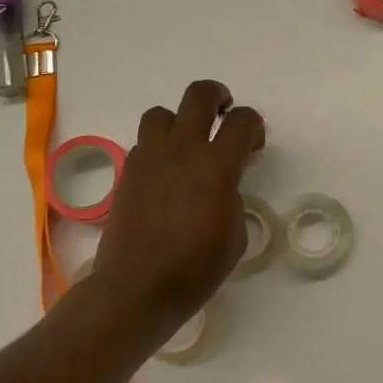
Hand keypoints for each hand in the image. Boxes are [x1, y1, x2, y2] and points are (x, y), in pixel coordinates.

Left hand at [69, 79, 263, 352]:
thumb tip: (223, 184)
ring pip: (162, 113)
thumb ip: (234, 196)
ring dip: (180, 120)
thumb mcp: (236, 233)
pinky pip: (144, 143)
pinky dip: (159, 148)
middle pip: (199, 95)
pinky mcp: (128, 173)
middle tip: (223, 115)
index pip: (242, 120)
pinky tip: (166, 174)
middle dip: (217, 97)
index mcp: (217, 165)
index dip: (254, 125)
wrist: (137, 287)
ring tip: (188, 144)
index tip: (254, 144)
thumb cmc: (197, 267)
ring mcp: (149, 158)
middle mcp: (182, 150)